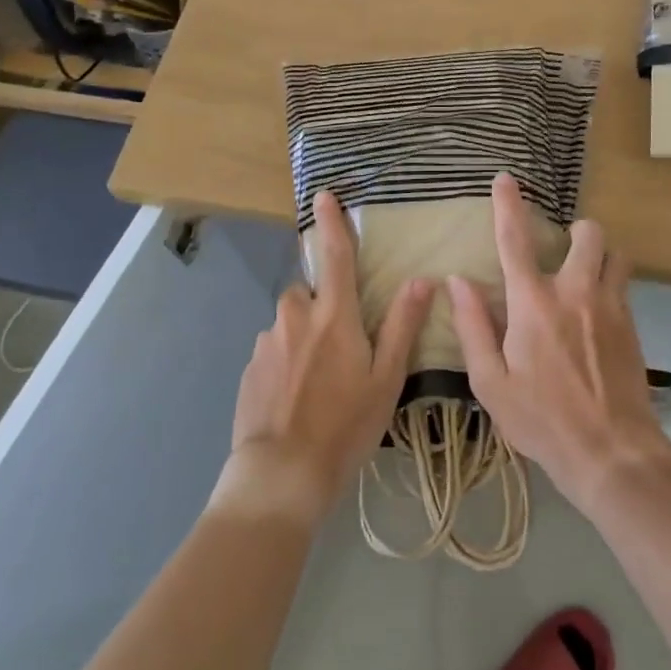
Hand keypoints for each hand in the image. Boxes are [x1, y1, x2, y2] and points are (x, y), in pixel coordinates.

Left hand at [222, 191, 434, 522]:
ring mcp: (266, 342)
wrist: (281, 474)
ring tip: (318, 385)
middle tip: (340, 350)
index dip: (331, 223)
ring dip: (302, 339)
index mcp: (333, 315)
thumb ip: (402, 325)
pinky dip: (285, 363)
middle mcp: (294, 317)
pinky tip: (295, 400)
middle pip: (308, 294)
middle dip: (322, 308)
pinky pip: (272, 351)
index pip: (334, 256)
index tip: (323, 194)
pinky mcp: (249, 368)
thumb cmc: (345, 425)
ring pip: (289, 325)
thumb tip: (421, 279)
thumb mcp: (386, 378)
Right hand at [449, 174, 670, 517]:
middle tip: (562, 253)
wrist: (612, 453)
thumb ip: (473, 326)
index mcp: (532, 304)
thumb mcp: (491, 382)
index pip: (515, 241)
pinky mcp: (633, 325)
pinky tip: (597, 315)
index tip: (504, 178)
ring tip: (585, 277)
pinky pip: (624, 285)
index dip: (507, 205)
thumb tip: (457, 281)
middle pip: (586, 234)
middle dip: (575, 232)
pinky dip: (610, 283)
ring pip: (615, 254)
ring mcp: (610, 306)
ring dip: (600, 255)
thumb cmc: (541, 421)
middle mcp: (575, 292)